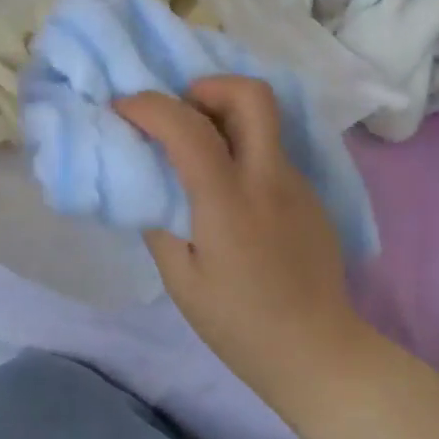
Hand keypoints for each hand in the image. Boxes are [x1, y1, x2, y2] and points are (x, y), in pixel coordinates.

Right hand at [116, 78, 373, 409]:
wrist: (315, 351)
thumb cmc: (238, 324)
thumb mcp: (181, 280)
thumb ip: (160, 222)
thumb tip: (151, 184)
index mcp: (229, 202)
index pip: (189, 128)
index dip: (149, 106)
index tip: (123, 109)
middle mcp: (269, 179)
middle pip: (252, 95)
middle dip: (209, 86)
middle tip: (180, 113)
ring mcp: (297, 185)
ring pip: (266, 122)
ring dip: (226, 117)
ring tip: (198, 151)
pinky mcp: (311, 197)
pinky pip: (272, 154)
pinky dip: (243, 150)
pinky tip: (229, 192)